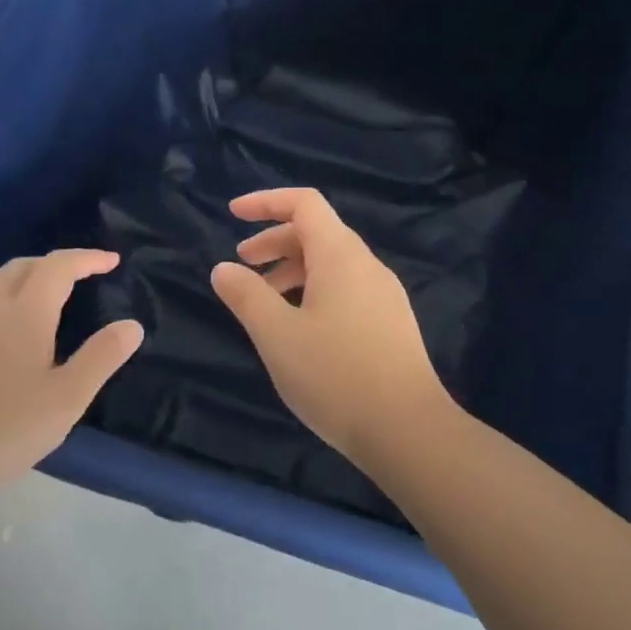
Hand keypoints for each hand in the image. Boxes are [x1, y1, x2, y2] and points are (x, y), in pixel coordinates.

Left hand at [0, 249, 142, 484]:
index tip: (111, 261)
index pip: (58, 267)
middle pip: (22, 267)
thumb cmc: (3, 428)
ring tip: (46, 307)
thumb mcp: (67, 398)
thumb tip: (132, 325)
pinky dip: (1, 310)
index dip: (87, 259)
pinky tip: (5, 345)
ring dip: (25, 284)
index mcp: (24, 313)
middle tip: (80, 277)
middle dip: (54, 264)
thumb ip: (101, 358)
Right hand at [211, 189, 452, 459]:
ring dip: (294, 270)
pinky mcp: (392, 322)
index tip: (233, 214)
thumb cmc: (335, 375)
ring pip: (333, 264)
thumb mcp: (277, 335)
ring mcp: (385, 294)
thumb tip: (223, 268)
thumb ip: (246, 296)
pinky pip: (347, 289)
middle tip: (243, 265)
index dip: (266, 201)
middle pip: (318, 232)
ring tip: (265, 302)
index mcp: (341, 256)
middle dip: (275, 241)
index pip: (305, 203)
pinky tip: (301, 328)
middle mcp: (367, 265)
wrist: (407, 428)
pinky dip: (316, 291)